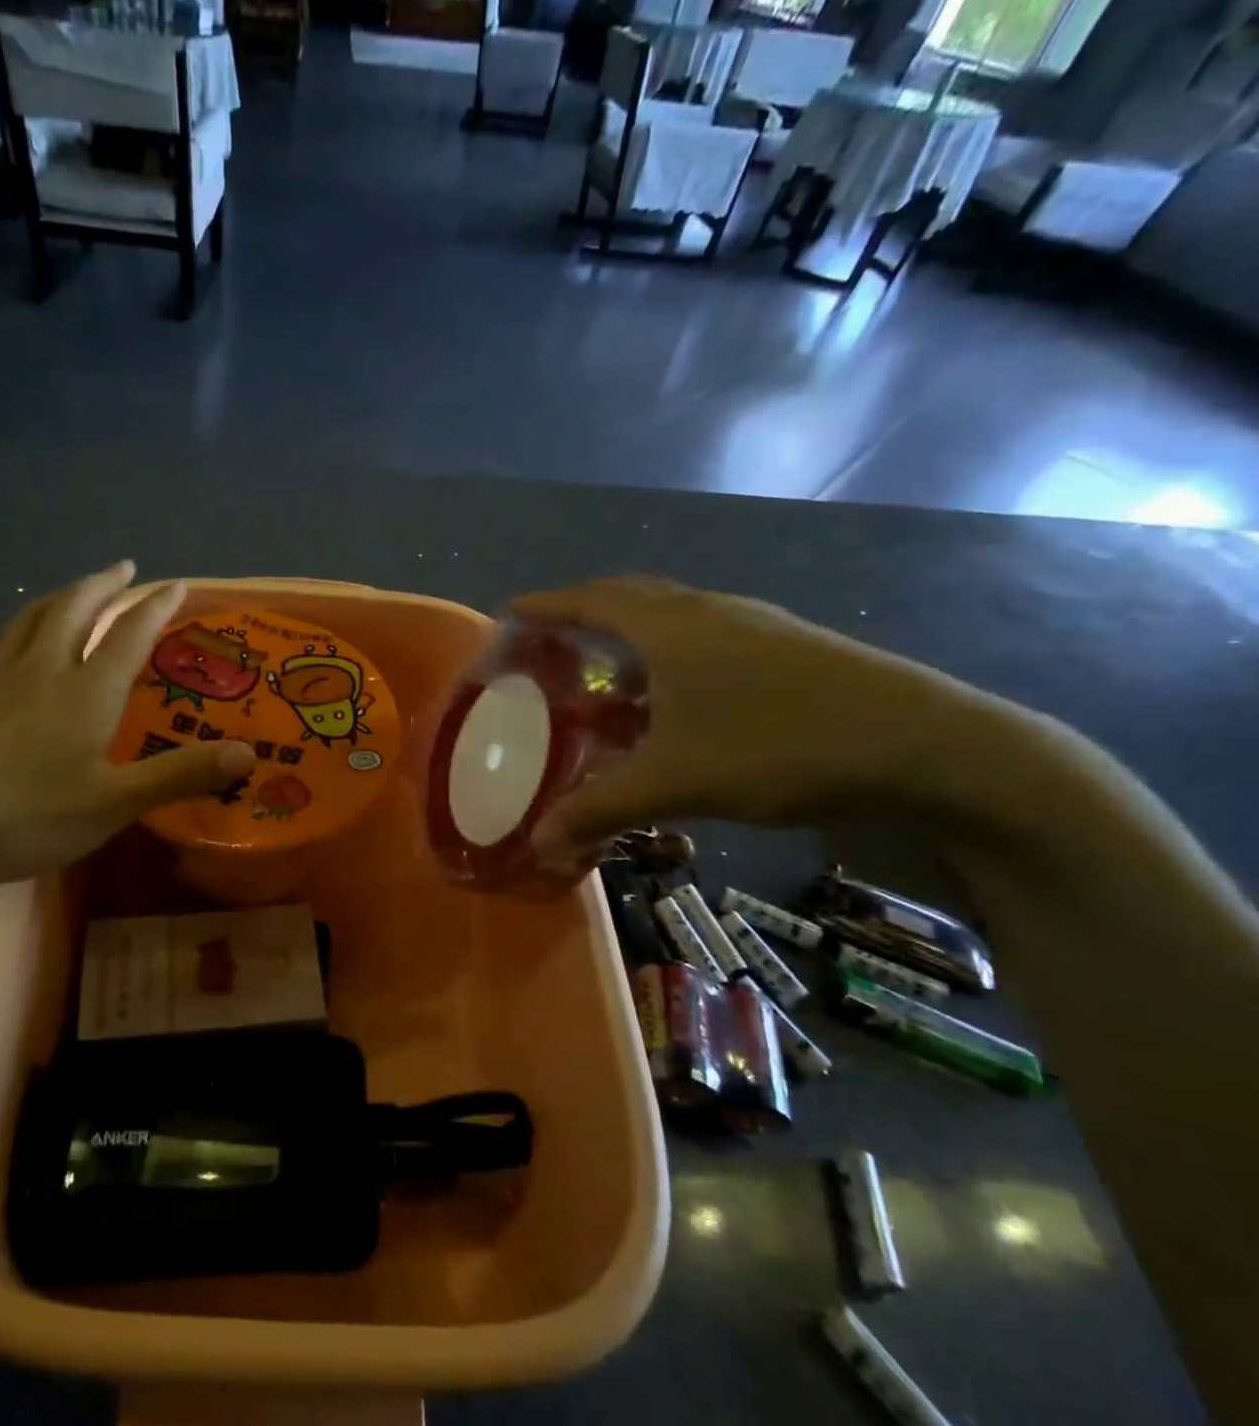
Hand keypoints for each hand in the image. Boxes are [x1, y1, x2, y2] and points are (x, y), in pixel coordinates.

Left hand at [0, 562, 254, 898]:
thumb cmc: (21, 813)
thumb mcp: (113, 803)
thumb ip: (180, 775)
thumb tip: (249, 754)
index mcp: (85, 691)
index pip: (129, 635)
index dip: (157, 608)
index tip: (178, 584)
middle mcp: (44, 671)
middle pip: (76, 610)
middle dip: (105, 586)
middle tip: (125, 569)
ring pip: (33, 619)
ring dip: (61, 594)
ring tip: (76, 586)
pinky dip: (17, 624)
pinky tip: (14, 635)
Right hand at [508, 577, 995, 867]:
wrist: (935, 752)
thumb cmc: (781, 745)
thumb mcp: (677, 782)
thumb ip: (600, 810)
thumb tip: (539, 846)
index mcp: (672, 625)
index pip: (590, 601)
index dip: (545, 606)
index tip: (508, 614)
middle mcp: (710, 612)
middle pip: (631, 598)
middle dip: (584, 613)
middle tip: (551, 642)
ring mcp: (757, 628)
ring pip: (674, 620)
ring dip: (632, 639)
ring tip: (606, 676)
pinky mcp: (791, 653)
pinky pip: (707, 642)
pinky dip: (671, 661)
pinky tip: (675, 704)